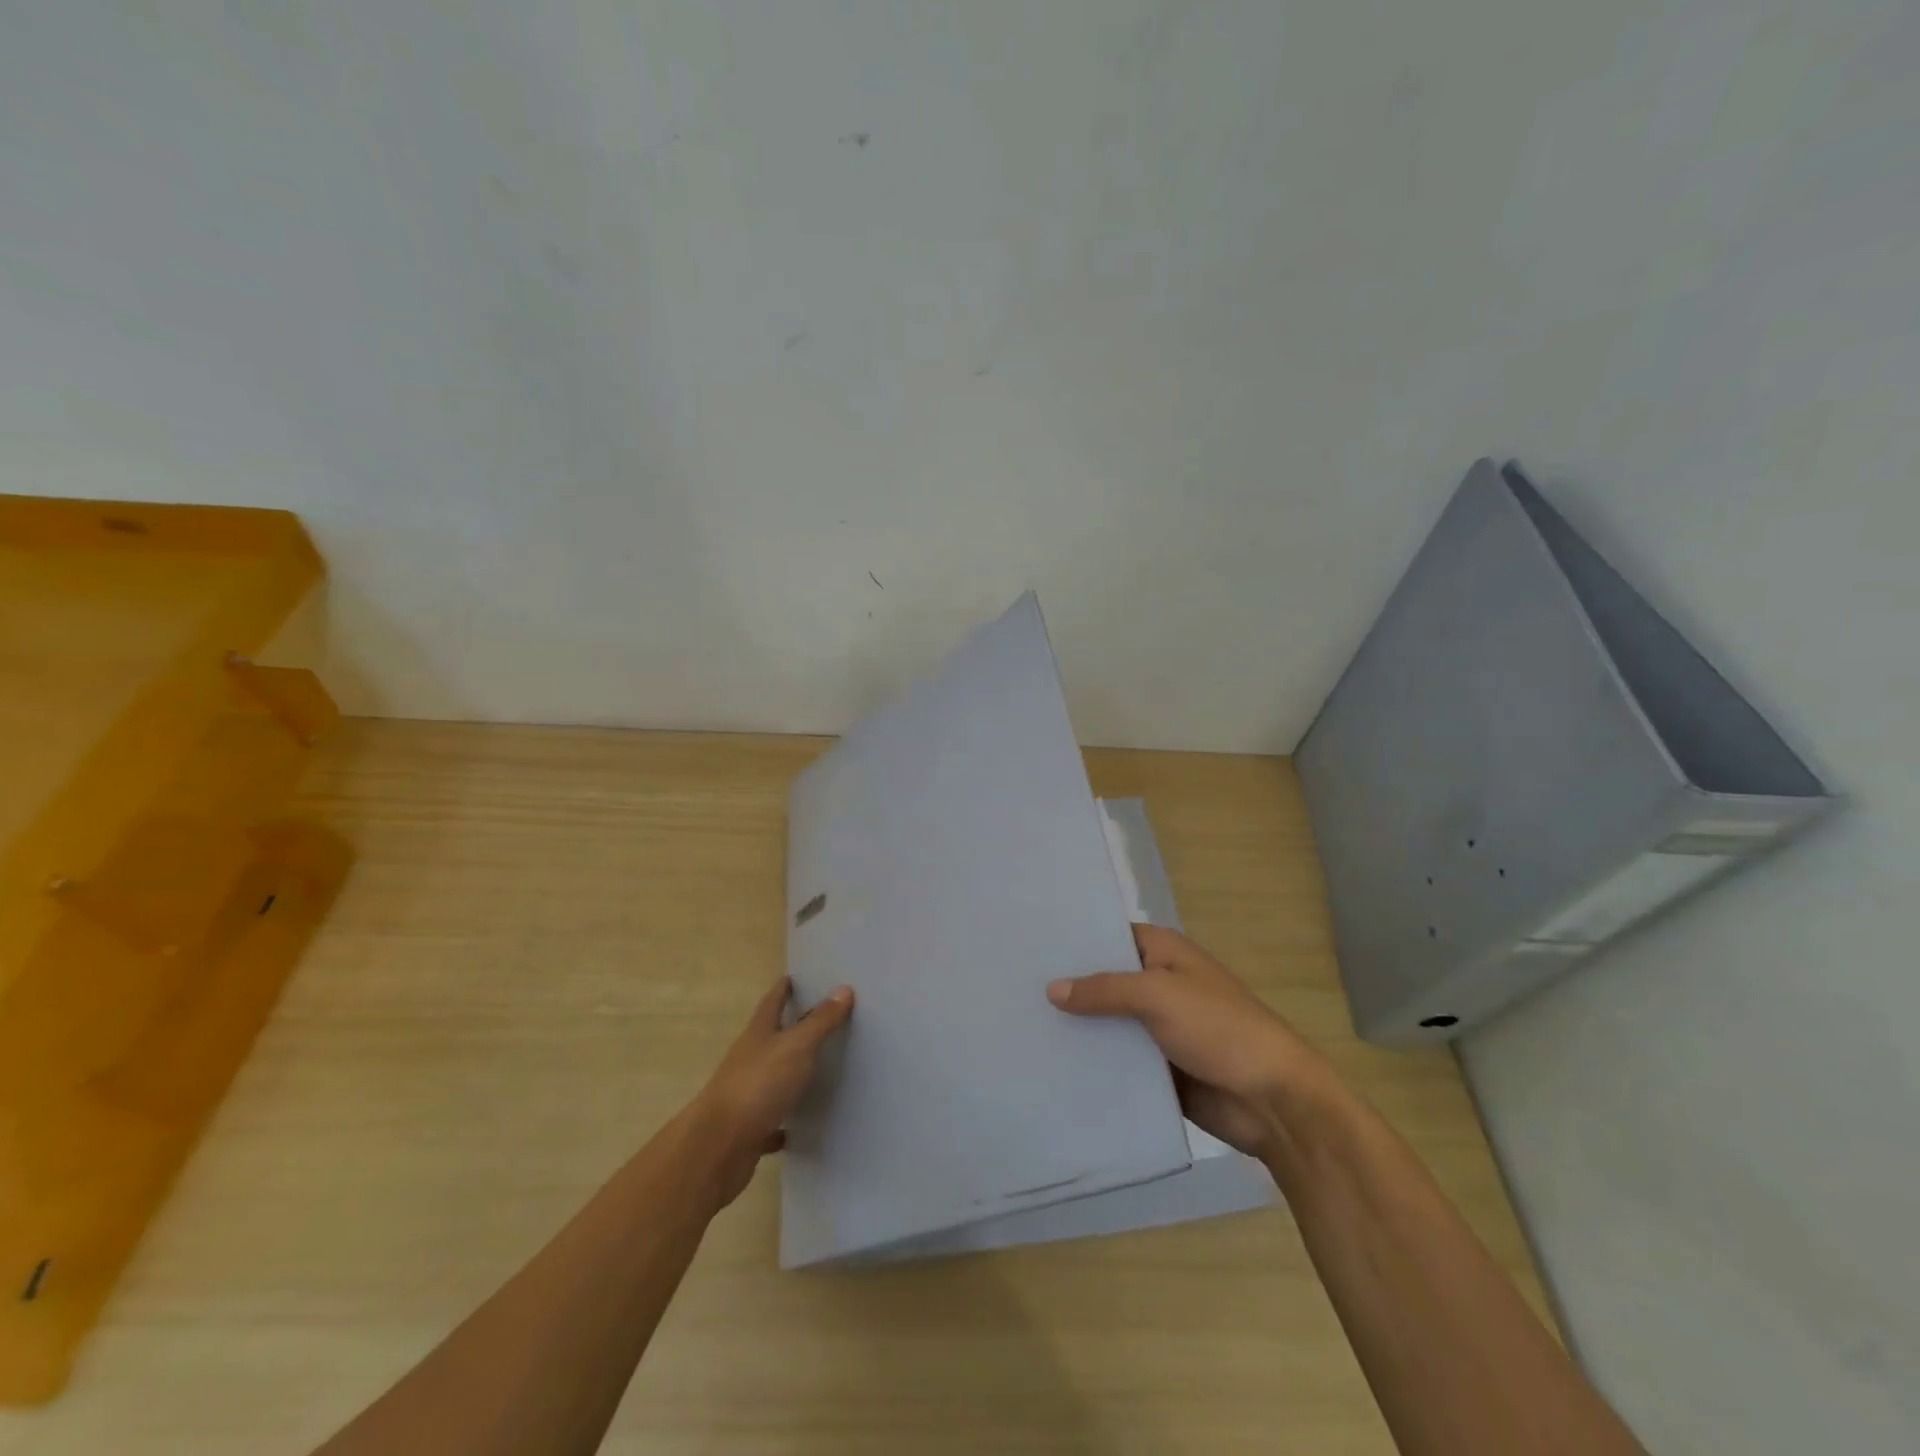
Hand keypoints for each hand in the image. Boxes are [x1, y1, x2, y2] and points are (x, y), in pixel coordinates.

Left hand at [692, 978, 853, 1205]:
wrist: (719, 1147)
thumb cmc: (759, 1084)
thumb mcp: (797, 1046)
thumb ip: (820, 1021)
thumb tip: (843, 989)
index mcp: (758, 1034)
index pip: (771, 1002)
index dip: (783, 989)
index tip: (793, 977)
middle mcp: (748, 1059)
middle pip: (769, 1037)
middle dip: (788, 1028)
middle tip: (816, 1020)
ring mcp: (746, 1094)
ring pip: (770, 1077)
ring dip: (787, 1073)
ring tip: (815, 1071)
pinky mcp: (748, 1128)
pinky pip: (770, 1119)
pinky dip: (782, 1120)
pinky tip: (797, 1127)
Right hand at [1048, 924, 1330, 1158]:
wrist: (1272, 1101)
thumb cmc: (1220, 1029)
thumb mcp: (1159, 996)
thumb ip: (1104, 990)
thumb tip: (1051, 988)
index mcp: (1164, 953)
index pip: (1109, 936)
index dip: (1074, 940)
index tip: (1029, 946)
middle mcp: (1158, 984)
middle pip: (1104, 980)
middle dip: (1068, 987)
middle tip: (1012, 989)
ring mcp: (1157, 1027)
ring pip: (1107, 1022)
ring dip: (1077, 1028)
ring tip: (1022, 1027)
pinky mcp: (1158, 1068)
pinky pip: (1118, 1059)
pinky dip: (1094, 1061)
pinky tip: (1052, 1065)